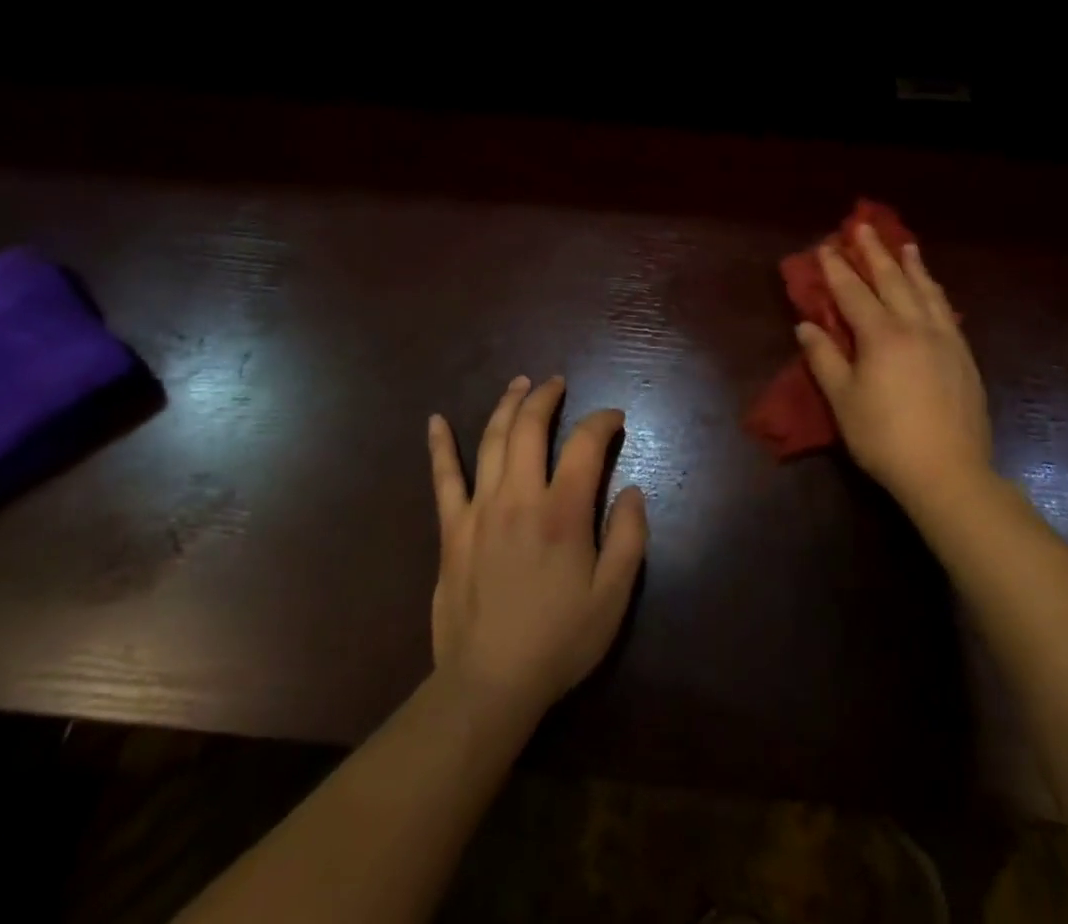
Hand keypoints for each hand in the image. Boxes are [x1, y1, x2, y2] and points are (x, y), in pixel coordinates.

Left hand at [427, 376, 648, 729]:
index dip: (602, 421)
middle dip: (546, 397)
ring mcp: (480, 510)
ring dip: (507, 405)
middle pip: (530, 428)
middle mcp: (519, 497)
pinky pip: (444, 478)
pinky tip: (435, 420)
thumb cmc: (558, 641)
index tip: (614, 418)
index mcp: (563, 512)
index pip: (585, 444)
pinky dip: (440, 446)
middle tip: (557, 383)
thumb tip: (632, 490)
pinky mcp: (452, 529)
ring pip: (491, 440)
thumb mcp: (613, 597)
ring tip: (519, 384)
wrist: (489, 683)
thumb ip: (628, 537)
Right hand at [796, 227, 993, 519]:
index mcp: (881, 335)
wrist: (948, 472)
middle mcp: (915, 327)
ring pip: (926, 291)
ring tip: (906, 245)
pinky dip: (935, 292)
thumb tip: (806, 325)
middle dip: (875, 252)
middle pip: (892, 280)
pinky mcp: (964, 357)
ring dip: (912, 265)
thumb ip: (824, 358)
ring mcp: (945, 340)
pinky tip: (933, 289)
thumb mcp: (843, 400)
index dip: (837, 268)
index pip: (853, 292)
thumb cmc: (884, 437)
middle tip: (863, 227)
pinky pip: (947, 311)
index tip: (826, 246)